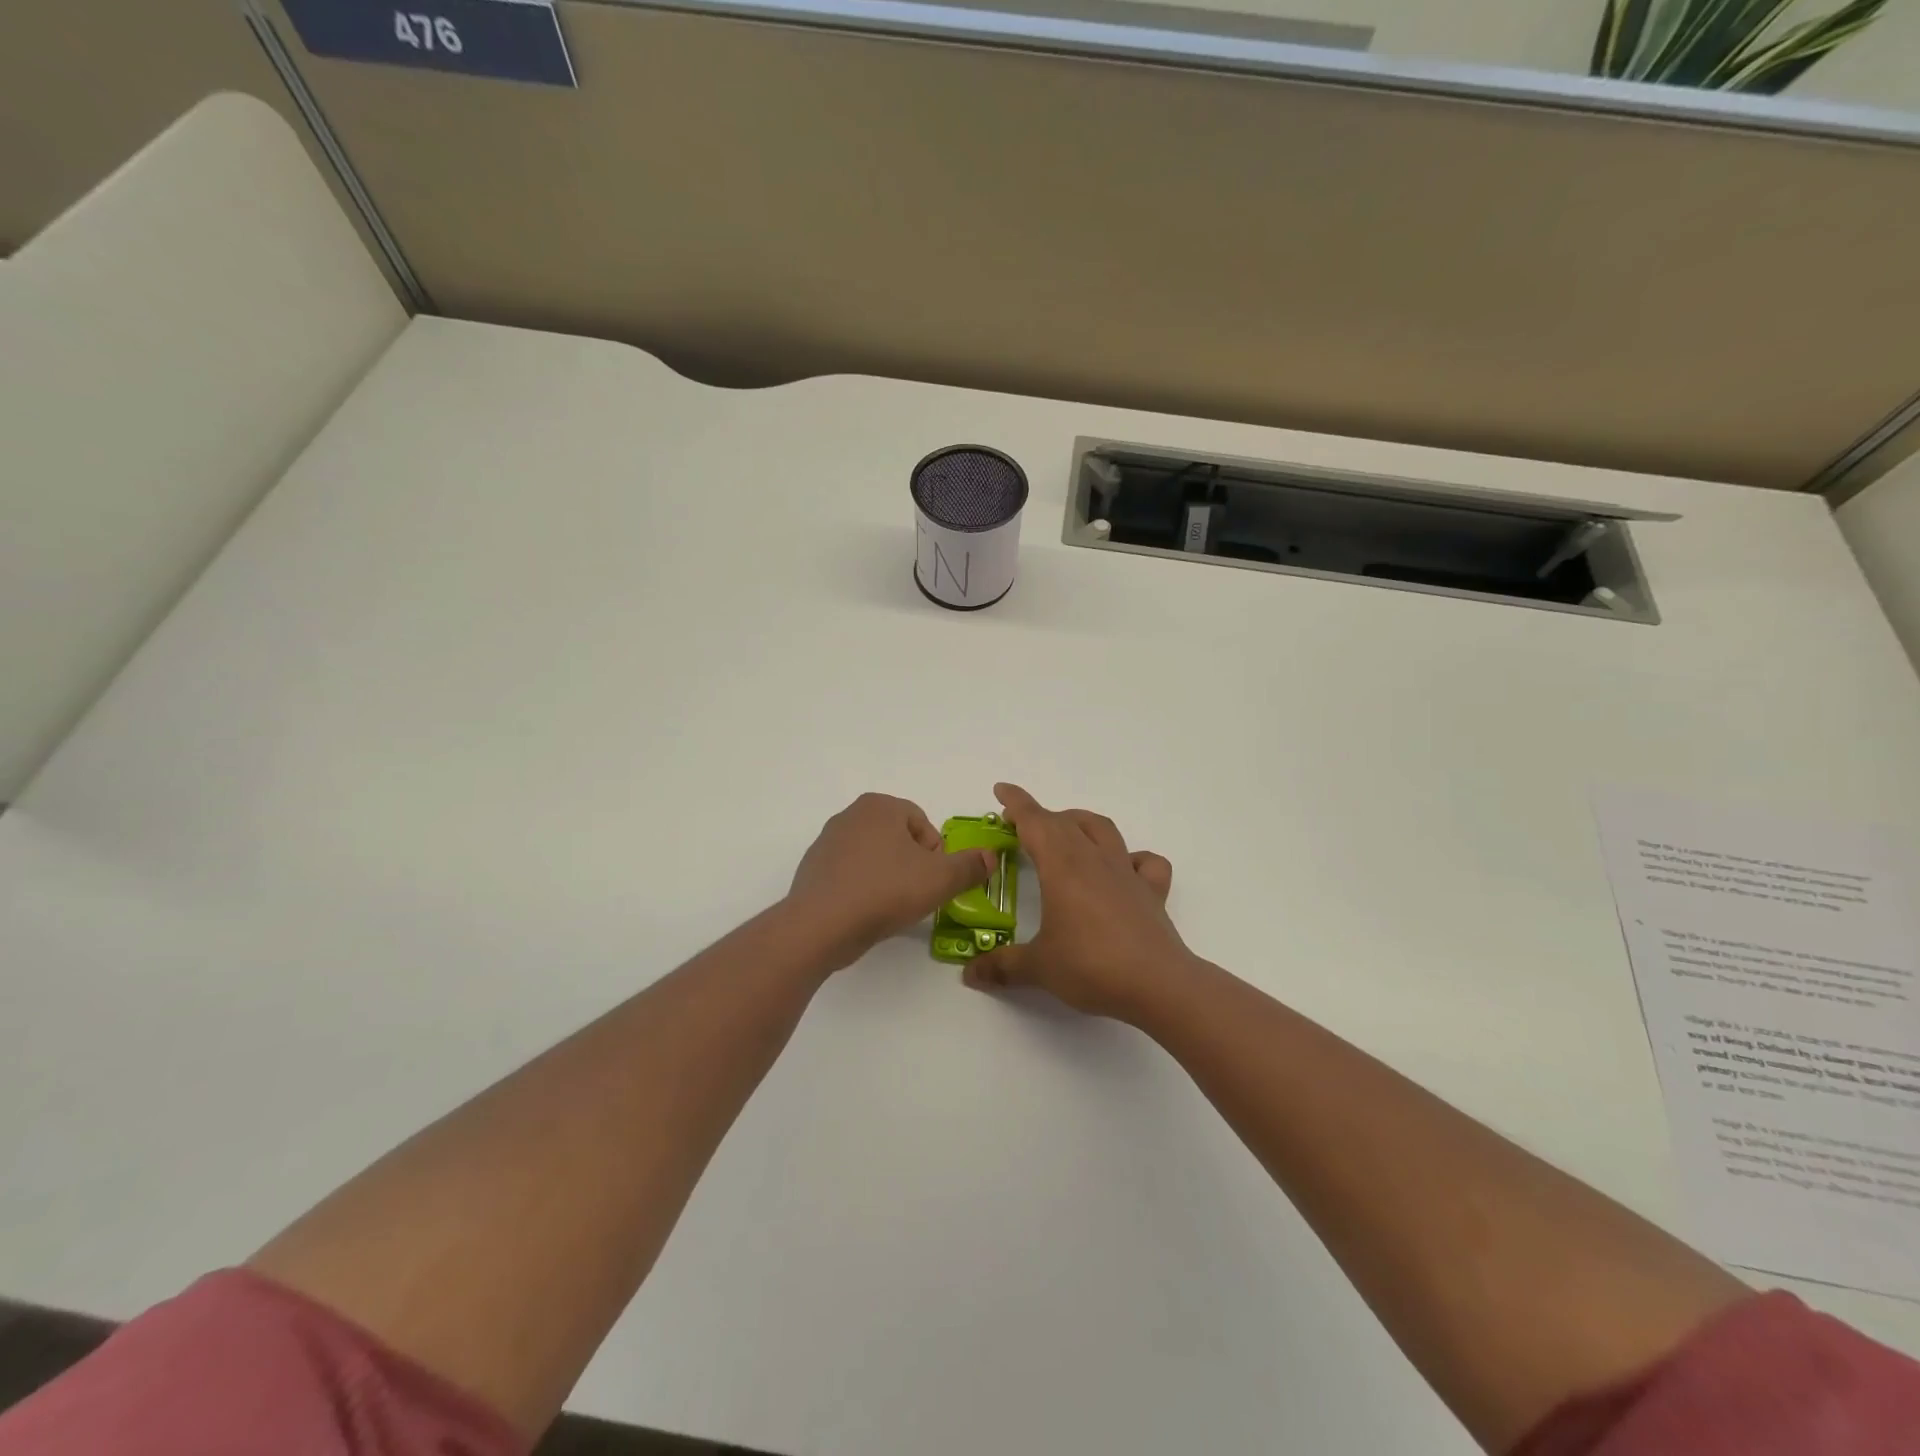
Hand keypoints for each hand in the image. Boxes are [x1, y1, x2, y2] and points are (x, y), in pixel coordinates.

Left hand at [786, 793, 994, 969]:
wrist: (820, 925)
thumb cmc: (884, 891)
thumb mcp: (939, 880)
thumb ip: (969, 866)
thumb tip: (990, 857)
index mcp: (880, 806)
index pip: (922, 823)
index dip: (935, 854)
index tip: (933, 880)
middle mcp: (850, 815)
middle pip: (898, 838)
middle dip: (911, 864)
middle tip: (916, 894)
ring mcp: (827, 841)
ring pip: (874, 856)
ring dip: (888, 876)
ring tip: (891, 906)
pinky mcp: (813, 869)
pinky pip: (850, 874)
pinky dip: (862, 888)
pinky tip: (865, 912)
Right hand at [962, 783, 1195, 1020]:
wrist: (1158, 985)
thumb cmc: (1091, 967)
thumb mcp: (1039, 968)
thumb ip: (1003, 966)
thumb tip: (971, 973)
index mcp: (1062, 866)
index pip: (1035, 822)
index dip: (1016, 803)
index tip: (1001, 790)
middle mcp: (1094, 859)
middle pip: (1065, 822)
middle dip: (1041, 817)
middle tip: (1022, 827)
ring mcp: (1126, 873)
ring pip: (1102, 829)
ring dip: (1080, 823)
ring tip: (1066, 834)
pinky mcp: (1152, 892)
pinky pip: (1145, 862)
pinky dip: (1132, 858)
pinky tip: (1122, 870)